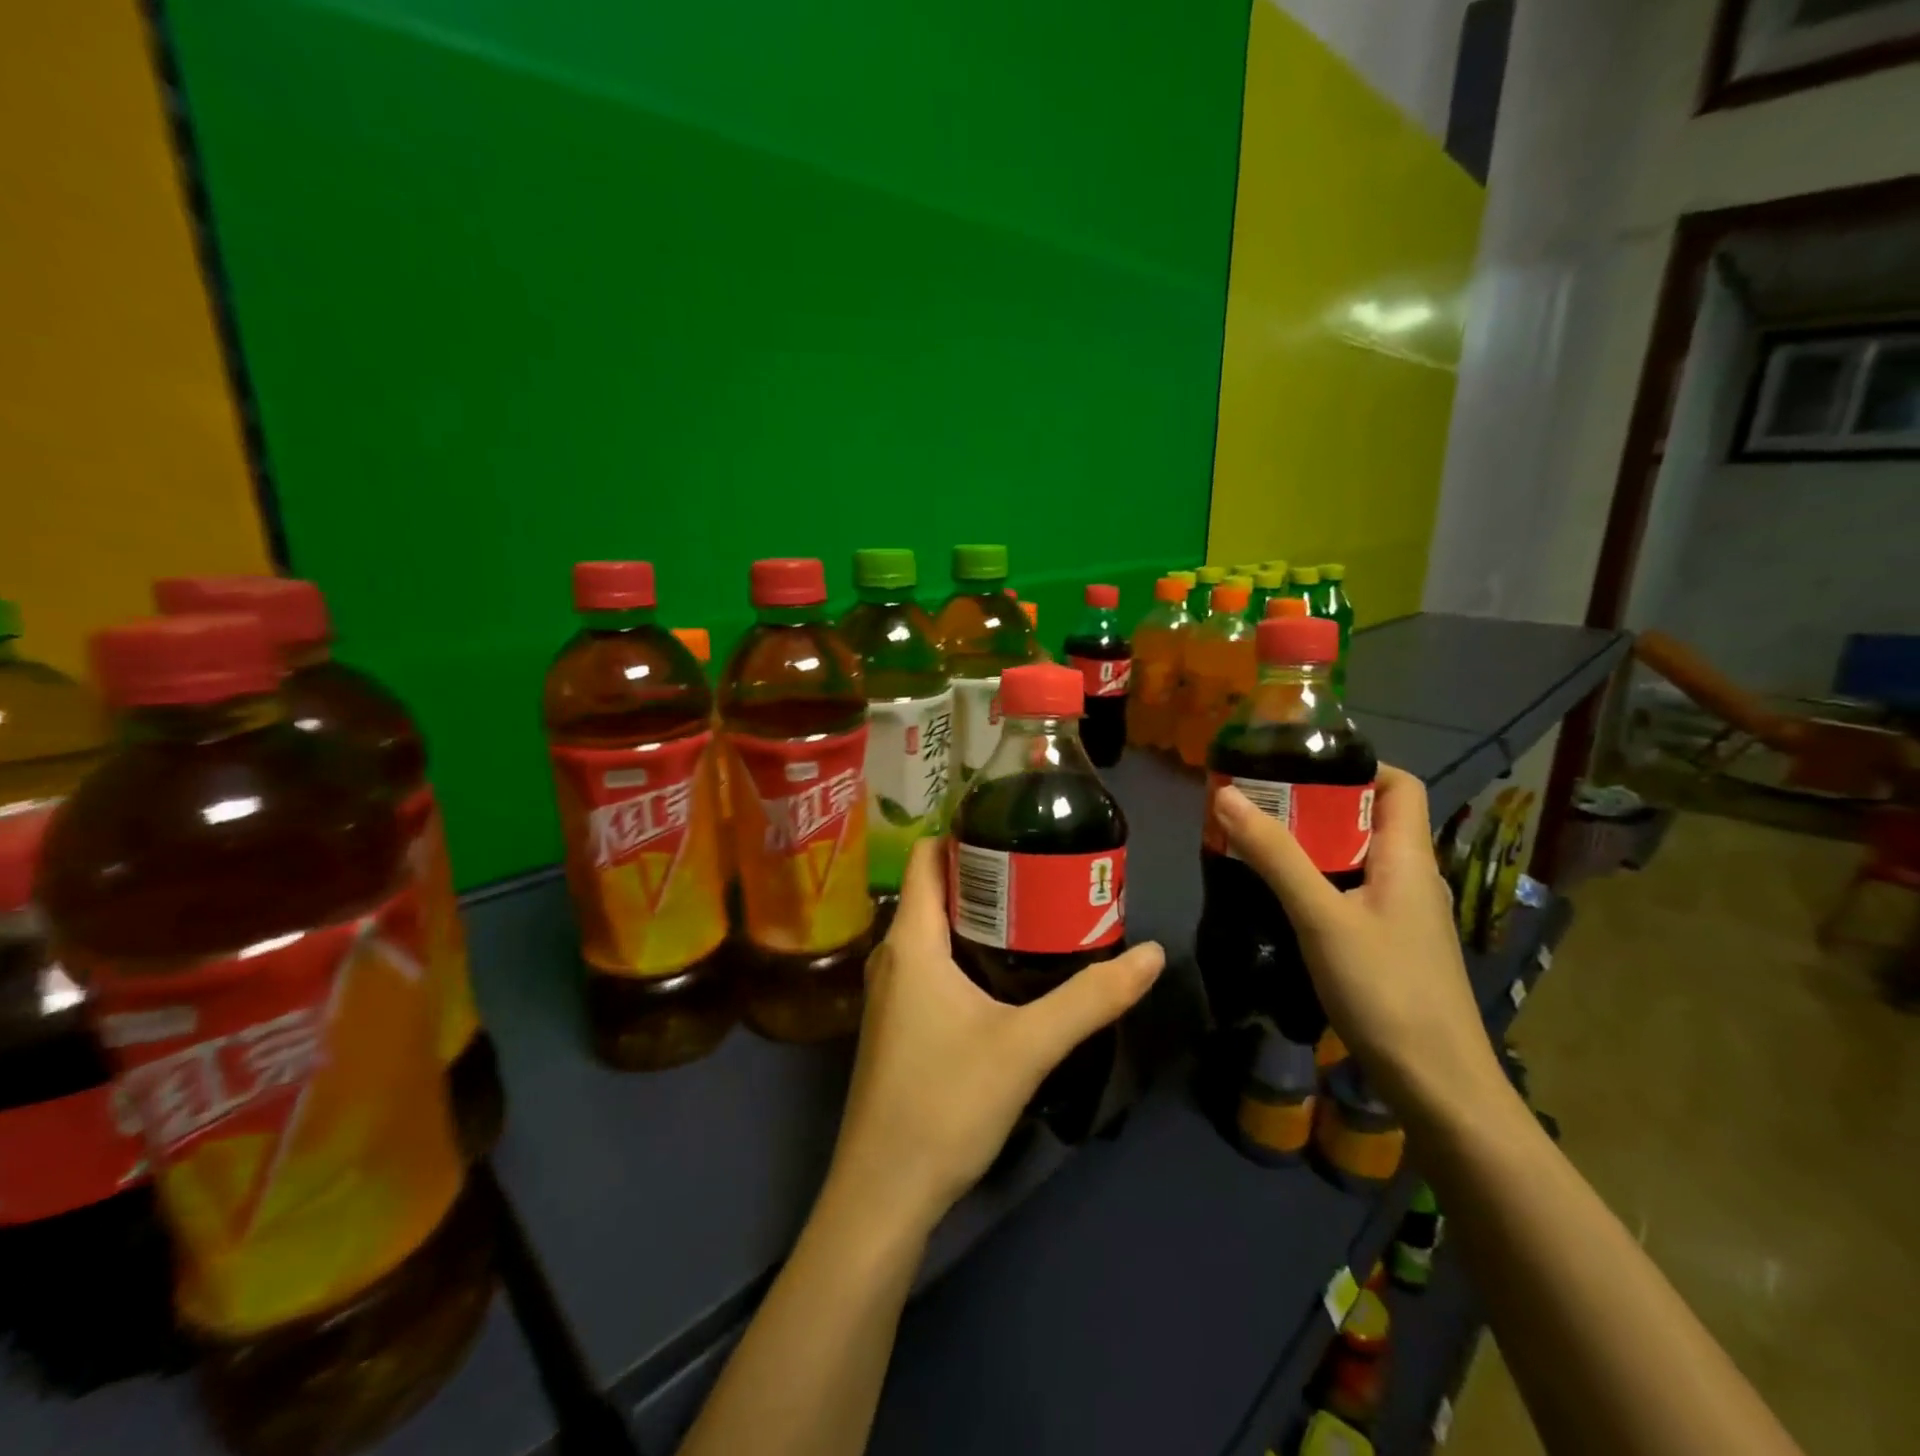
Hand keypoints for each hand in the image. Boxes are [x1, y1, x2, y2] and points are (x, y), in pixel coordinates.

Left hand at [825, 837, 1164, 1235]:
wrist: (883, 1192)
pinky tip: (1007, 969)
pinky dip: (967, 949)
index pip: (929, 857)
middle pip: (936, 890)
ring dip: (979, 914)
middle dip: (987, 873)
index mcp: (911, 940)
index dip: (966, 832)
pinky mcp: (899, 1024)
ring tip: (1037, 908)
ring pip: (935, 930)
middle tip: (1045, 867)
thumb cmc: (945, 1104)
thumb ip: (1092, 999)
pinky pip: (932, 962)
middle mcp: (892, 955)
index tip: (1017, 823)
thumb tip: (1152, 954)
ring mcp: (891, 992)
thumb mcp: (1028, 1046)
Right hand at [1211, 765, 1503, 1114]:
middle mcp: (1412, 878)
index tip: (1297, 766)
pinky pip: (1353, 893)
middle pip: (1368, 820)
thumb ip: (1275, 856)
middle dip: (1314, 806)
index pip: (1398, 785)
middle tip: (1257, 805)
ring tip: (1258, 845)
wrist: (1438, 1085)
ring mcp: (1404, 915)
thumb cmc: (1385, 990)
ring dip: (1311, 846)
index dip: (1356, 765)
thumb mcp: (1321, 917)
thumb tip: (1227, 795)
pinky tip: (1282, 901)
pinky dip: (1318, 883)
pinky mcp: (1390, 945)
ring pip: (1356, 859)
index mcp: (1408, 858)